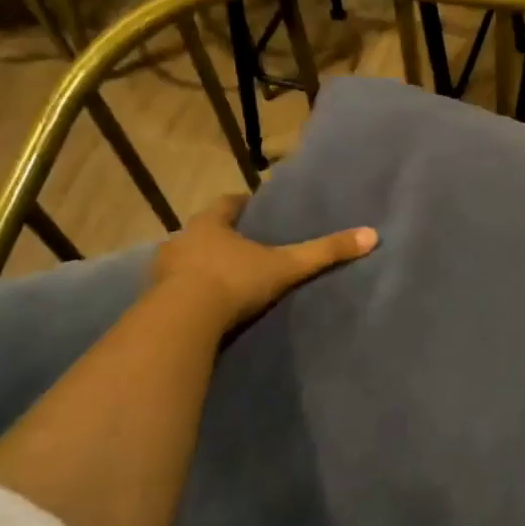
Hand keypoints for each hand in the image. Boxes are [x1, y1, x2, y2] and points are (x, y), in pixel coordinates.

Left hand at [154, 195, 376, 332]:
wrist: (183, 322)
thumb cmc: (234, 281)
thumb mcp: (286, 267)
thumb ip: (324, 252)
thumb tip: (371, 235)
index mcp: (210, 224)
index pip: (226, 203)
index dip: (241, 204)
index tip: (254, 208)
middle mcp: (182, 239)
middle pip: (203, 231)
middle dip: (220, 236)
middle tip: (242, 245)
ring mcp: (162, 270)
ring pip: (184, 259)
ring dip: (200, 265)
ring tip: (222, 278)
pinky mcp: (153, 299)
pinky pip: (172, 290)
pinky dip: (186, 293)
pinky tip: (201, 307)